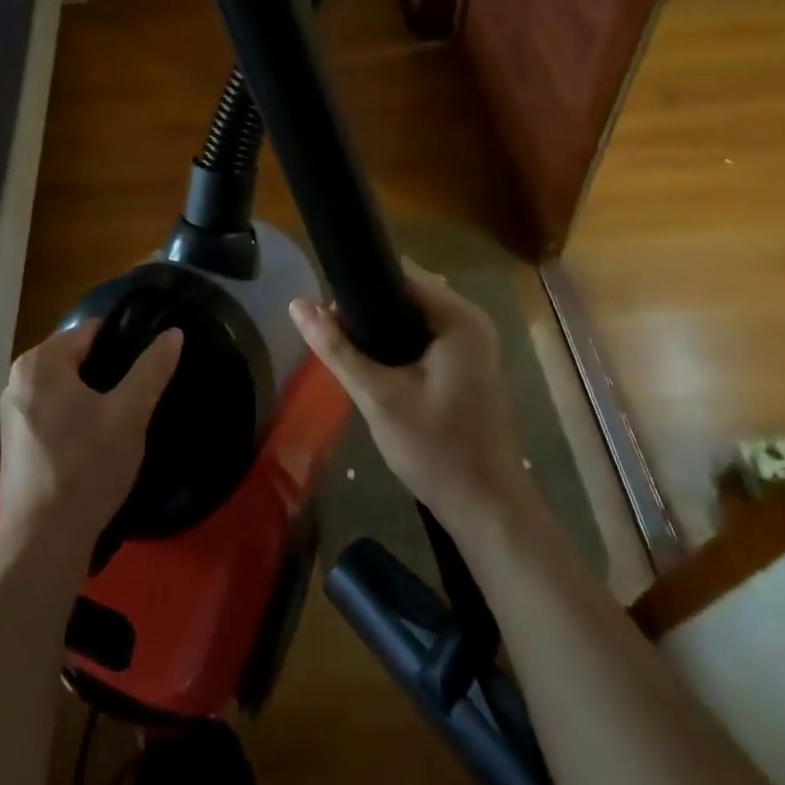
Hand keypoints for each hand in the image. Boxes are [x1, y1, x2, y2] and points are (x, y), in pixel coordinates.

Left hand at [0, 321, 183, 567]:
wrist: (43, 543)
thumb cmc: (86, 468)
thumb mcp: (130, 414)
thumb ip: (152, 368)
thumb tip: (173, 332)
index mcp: (41, 361)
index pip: (92, 331)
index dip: (124, 344)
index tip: (147, 368)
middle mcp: (18, 378)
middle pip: (77, 357)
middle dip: (108, 372)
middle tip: (137, 398)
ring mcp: (11, 412)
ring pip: (65, 387)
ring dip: (92, 397)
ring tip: (121, 421)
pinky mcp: (14, 442)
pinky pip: (52, 411)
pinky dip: (74, 418)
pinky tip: (94, 444)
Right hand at [290, 260, 529, 538]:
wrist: (487, 510)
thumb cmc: (436, 450)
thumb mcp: (378, 397)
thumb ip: (337, 348)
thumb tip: (297, 305)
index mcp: (458, 318)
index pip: (400, 273)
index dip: (360, 284)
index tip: (328, 309)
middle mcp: (471, 321)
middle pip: (406, 292)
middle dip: (368, 308)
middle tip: (335, 337)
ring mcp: (474, 344)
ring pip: (414, 316)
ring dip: (381, 328)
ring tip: (349, 352)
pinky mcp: (469, 365)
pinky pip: (425, 336)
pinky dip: (399, 344)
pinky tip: (376, 368)